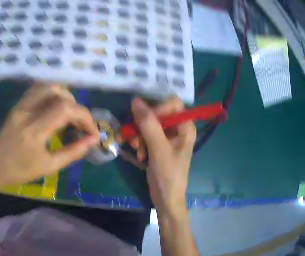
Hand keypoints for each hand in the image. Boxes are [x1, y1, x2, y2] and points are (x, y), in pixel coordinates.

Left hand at [0, 84, 98, 188]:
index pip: (65, 109)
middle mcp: (26, 112)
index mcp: (34, 130)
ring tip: (70, 114)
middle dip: (76, 106)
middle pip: (57, 92)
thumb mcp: (48, 166)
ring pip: (45, 87)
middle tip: (80, 123)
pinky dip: (52, 95)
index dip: (85, 117)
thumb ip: (73, 152)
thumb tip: (93, 140)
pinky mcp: (17, 106)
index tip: (91, 132)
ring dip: (64, 96)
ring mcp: (19, 106)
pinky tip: (56, 109)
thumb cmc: (18, 171)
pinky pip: (37, 91)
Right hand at [131, 96, 195, 214]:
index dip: (158, 108)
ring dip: (140, 135)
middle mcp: (179, 128)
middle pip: (159, 113)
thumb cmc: (168, 175)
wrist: (165, 199)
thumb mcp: (158, 149)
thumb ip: (148, 124)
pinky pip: (148, 135)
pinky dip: (141, 142)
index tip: (144, 121)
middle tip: (135, 137)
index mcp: (185, 126)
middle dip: (144, 125)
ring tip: (136, 148)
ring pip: (150, 124)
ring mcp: (169, 137)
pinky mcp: (160, 145)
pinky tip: (139, 154)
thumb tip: (135, 100)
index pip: (172, 103)